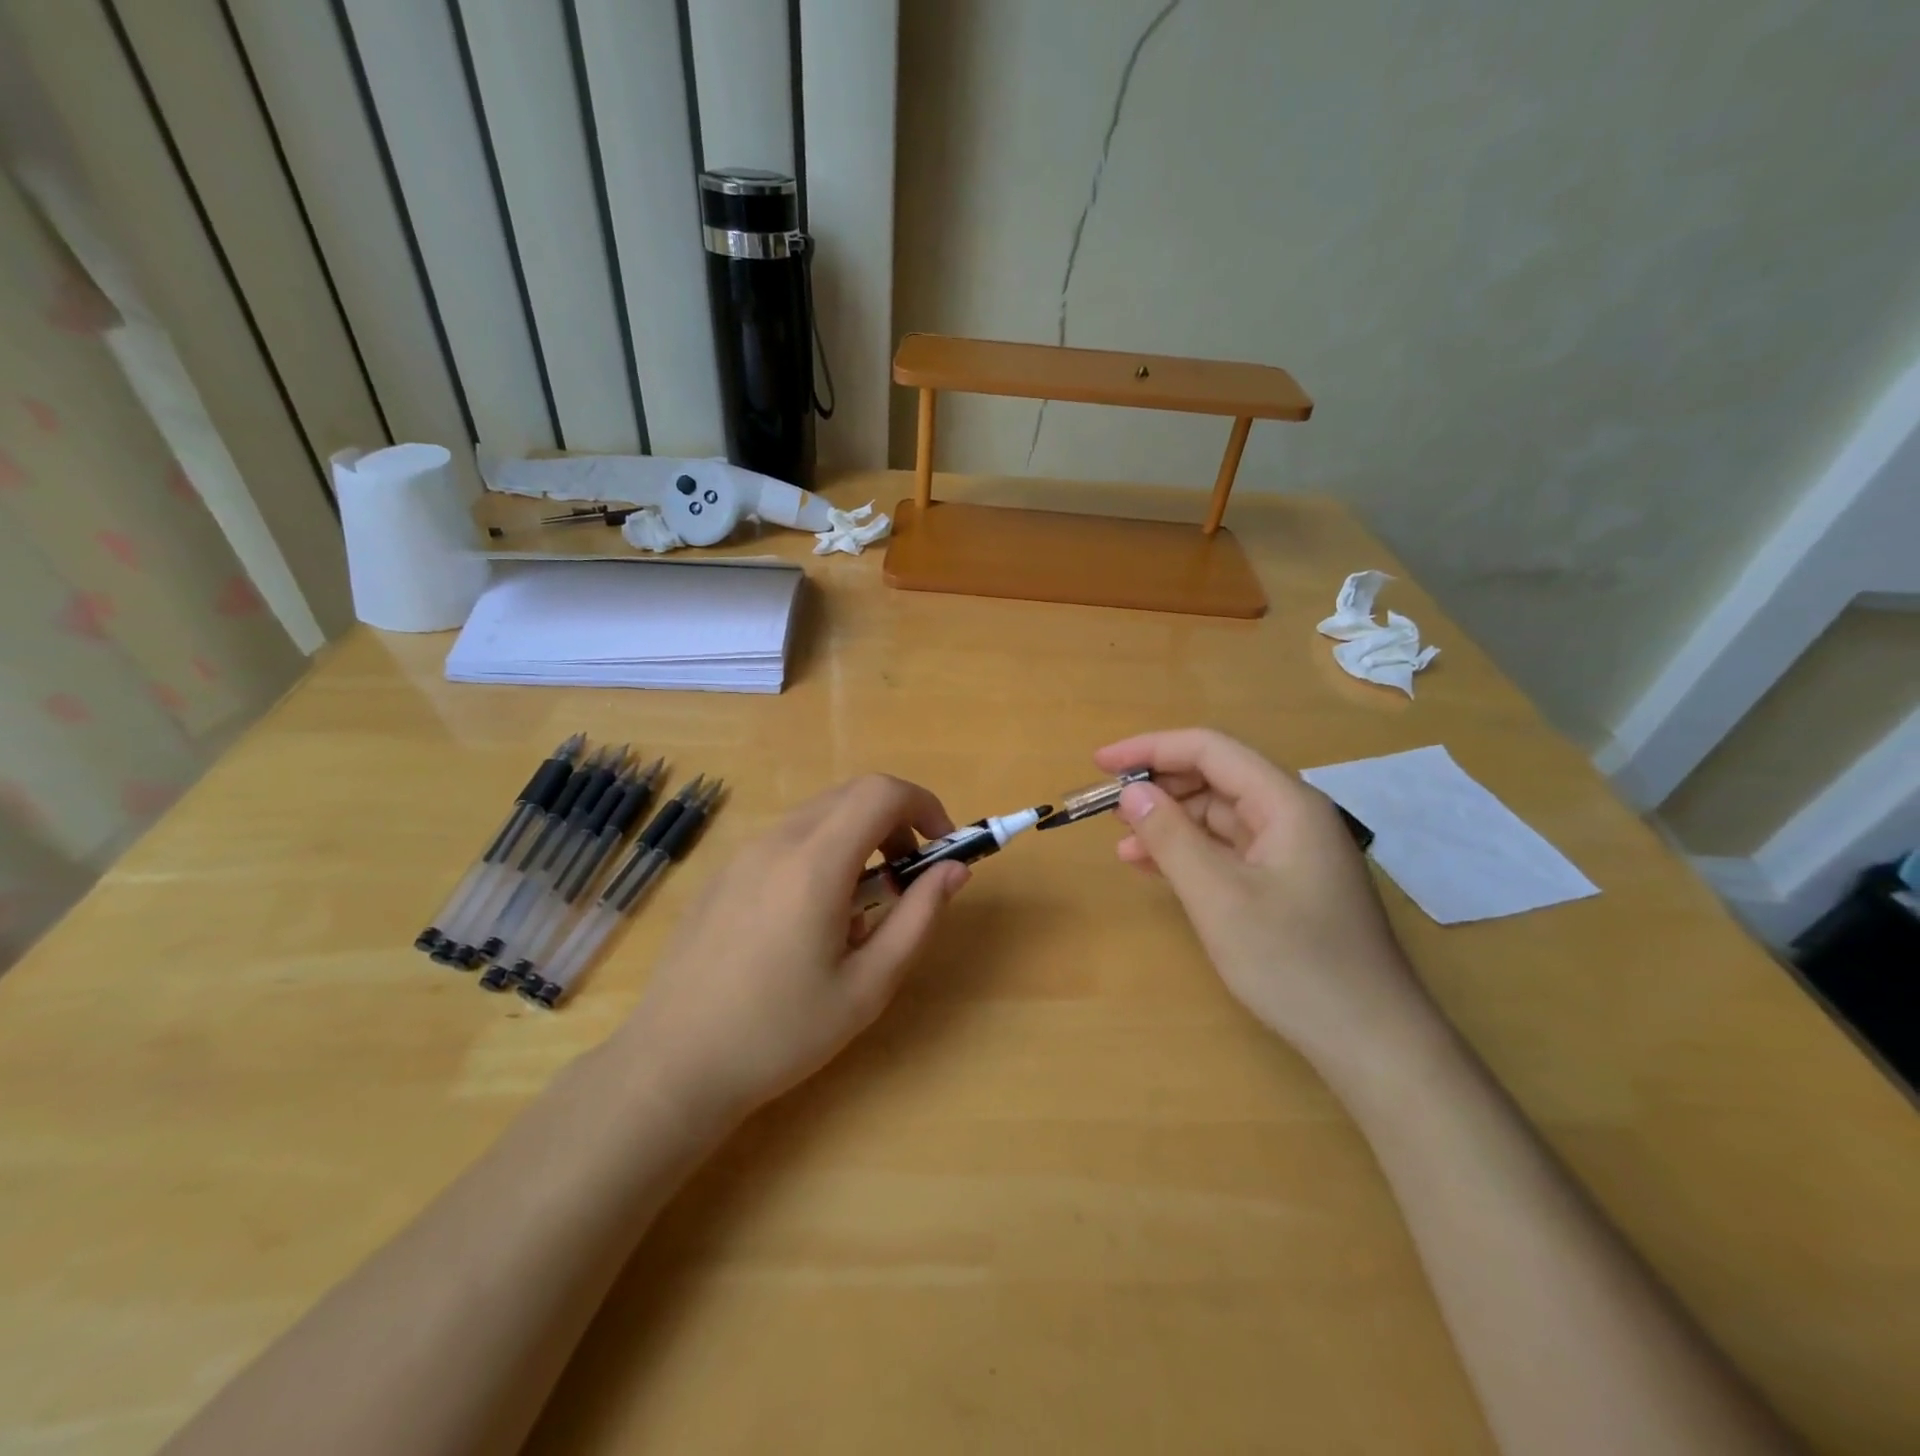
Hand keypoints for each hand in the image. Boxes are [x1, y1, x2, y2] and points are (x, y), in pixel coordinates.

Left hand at [620, 775, 969, 1123]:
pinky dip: (821, 852)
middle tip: (909, 875)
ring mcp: (742, 854)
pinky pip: (787, 840)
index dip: (924, 805)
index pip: (881, 793)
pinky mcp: (723, 873)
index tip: (942, 846)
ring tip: (861, 907)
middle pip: (851, 795)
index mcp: (815, 864)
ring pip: (819, 816)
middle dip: (895, 821)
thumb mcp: (868, 986)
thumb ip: (918, 918)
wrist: (673, 1065)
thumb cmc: (780, 1033)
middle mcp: (777, 842)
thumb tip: (954, 870)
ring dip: (858, 838)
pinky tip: (810, 919)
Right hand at [1094, 729, 1433, 1065]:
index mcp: (1286, 803)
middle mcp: (1292, 815)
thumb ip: (1170, 837)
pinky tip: (1155, 868)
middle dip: (1159, 787)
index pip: (1210, 750)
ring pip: (1219, 816)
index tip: (1101, 764)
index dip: (1151, 749)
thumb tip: (1132, 792)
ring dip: (1170, 823)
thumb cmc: (1293, 963)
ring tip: (1123, 844)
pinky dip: (1190, 853)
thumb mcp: (1218, 898)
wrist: (1371, 1042)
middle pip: (1216, 778)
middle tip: (1108, 809)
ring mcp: (1293, 851)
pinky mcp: (1288, 883)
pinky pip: (1229, 850)